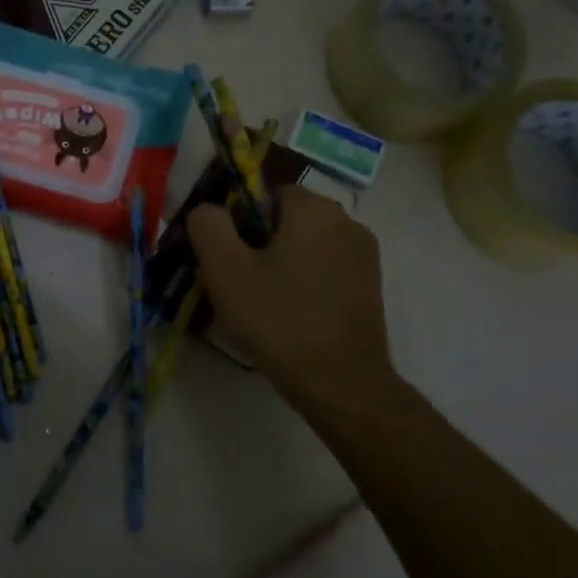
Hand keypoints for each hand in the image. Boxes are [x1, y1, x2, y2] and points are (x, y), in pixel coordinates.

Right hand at [186, 184, 404, 424]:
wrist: (341, 382)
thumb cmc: (279, 320)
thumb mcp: (225, 271)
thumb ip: (208, 226)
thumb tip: (207, 209)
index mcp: (314, 209)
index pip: (265, 194)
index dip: (239, 223)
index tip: (227, 259)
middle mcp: (348, 221)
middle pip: (287, 220)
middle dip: (259, 245)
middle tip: (239, 285)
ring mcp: (365, 256)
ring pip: (307, 247)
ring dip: (283, 265)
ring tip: (263, 304)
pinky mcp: (371, 287)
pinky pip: (326, 270)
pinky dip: (305, 284)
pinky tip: (292, 316)